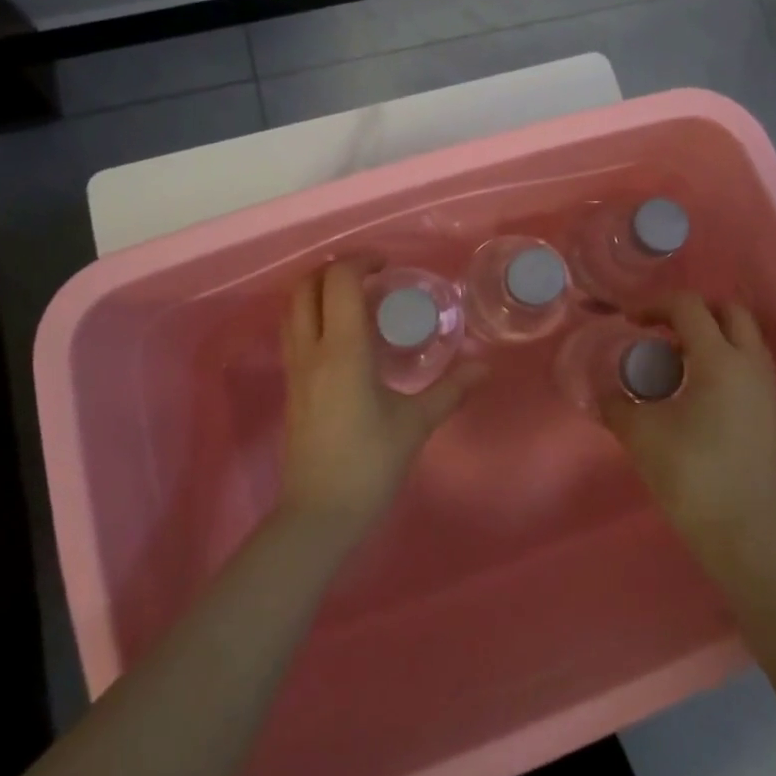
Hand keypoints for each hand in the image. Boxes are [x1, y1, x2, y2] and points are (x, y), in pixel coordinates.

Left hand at [277, 260, 487, 538]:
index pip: (339, 282)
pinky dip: (312, 314)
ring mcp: (295, 368)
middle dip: (335, 269)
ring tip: (355, 298)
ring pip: (293, 308)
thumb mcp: (416, 424)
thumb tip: (485, 367)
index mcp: (343, 350)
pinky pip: (293, 332)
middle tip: (370, 276)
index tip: (388, 265)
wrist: (319, 514)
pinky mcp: (290, 386)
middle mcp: (312, 350)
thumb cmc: (370, 464)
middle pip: (306, 286)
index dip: (361, 261)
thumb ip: (451, 390)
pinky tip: (342, 334)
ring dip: (318, 289)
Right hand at [599, 293, 775, 567]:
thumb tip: (604, 392)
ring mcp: (768, 389)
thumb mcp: (640, 435)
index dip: (655, 305)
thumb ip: (616, 404)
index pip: (689, 306)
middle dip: (693, 311)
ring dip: (712, 335)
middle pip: (729, 311)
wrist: (742, 535)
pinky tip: (699, 392)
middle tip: (662, 331)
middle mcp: (751, 365)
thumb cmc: (690, 476)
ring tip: (678, 361)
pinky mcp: (773, 413)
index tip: (631, 323)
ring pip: (745, 337)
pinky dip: (726, 359)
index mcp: (719, 360)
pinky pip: (751, 365)